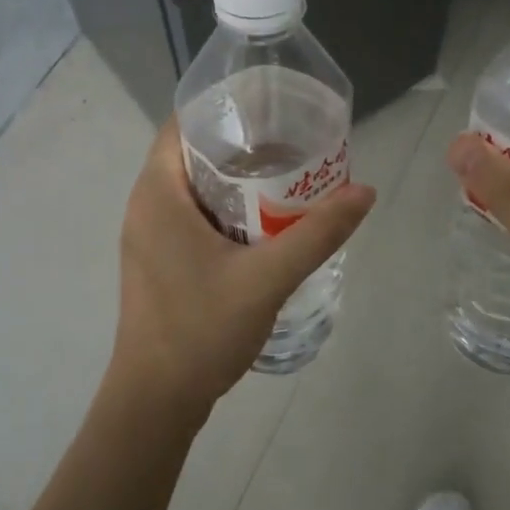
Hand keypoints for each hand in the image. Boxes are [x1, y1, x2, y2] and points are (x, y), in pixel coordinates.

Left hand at [105, 117, 374, 423]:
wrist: (156, 400)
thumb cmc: (201, 330)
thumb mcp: (267, 278)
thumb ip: (317, 233)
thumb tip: (364, 191)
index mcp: (157, 194)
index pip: (182, 124)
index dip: (224, 110)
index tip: (271, 109)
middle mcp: (145, 206)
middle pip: (191, 154)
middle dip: (241, 146)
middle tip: (292, 144)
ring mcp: (148, 236)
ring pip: (193, 189)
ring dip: (234, 181)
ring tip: (286, 177)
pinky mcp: (157, 261)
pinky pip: (191, 216)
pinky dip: (224, 210)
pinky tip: (263, 224)